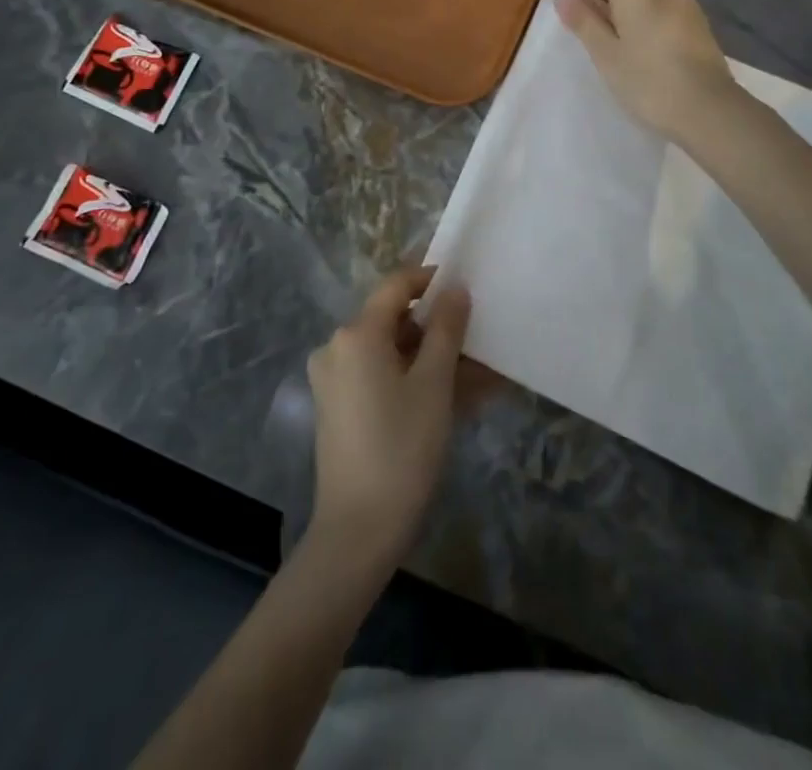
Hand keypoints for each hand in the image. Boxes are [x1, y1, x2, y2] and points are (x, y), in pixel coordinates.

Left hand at [305, 267, 470, 569]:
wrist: (358, 530)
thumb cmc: (402, 448)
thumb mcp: (434, 384)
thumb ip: (447, 329)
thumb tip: (455, 289)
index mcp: (357, 333)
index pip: (396, 284)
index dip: (430, 279)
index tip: (465, 287)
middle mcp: (337, 347)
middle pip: (394, 320)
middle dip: (438, 328)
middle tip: (478, 342)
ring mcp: (333, 379)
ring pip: (391, 352)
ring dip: (431, 358)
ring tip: (477, 378)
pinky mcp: (337, 407)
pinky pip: (380, 377)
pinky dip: (412, 380)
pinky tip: (451, 399)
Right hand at [555, 0, 735, 141]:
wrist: (709, 110)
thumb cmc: (648, 82)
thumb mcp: (606, 54)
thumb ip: (583, 22)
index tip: (568, 13)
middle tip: (587, 35)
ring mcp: (685, 2)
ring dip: (621, 9)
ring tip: (613, 45)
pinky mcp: (697, 21)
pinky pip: (660, 8)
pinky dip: (643, 18)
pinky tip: (641, 50)